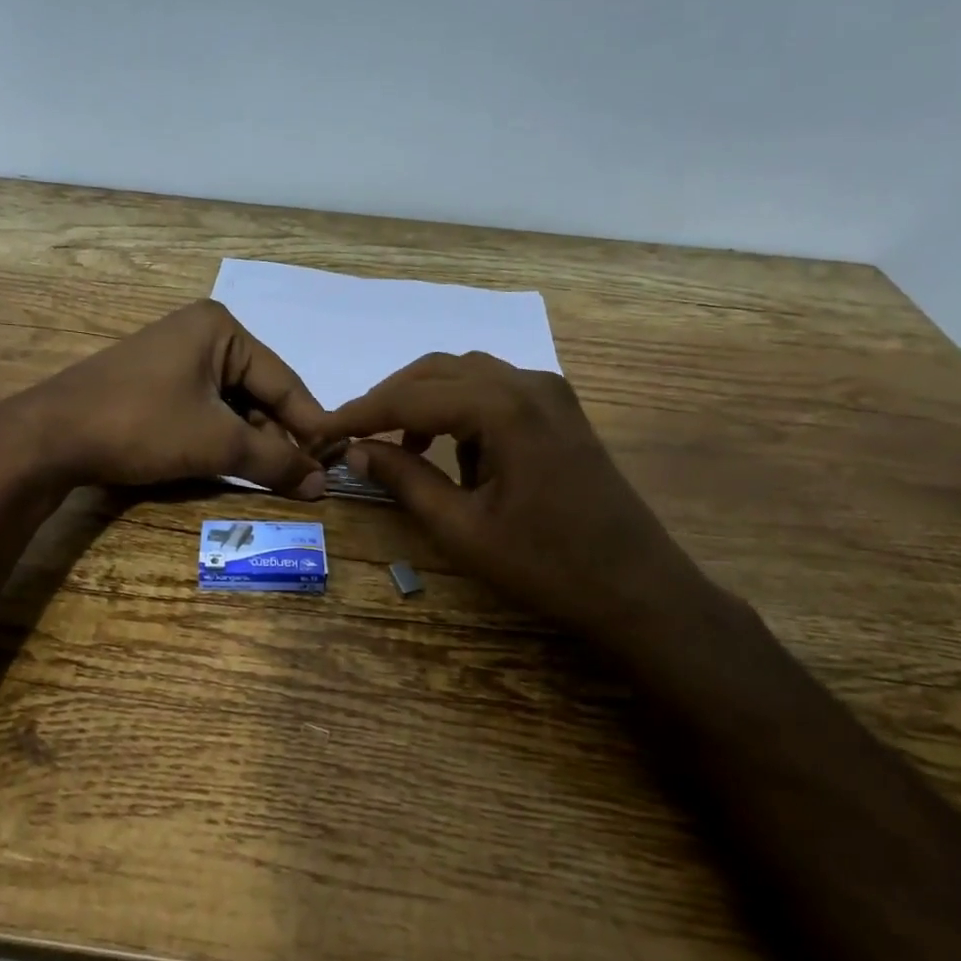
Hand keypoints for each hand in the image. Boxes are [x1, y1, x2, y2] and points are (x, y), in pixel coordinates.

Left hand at [2, 300, 329, 495]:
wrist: (49, 437)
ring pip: (231, 403)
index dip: (310, 426)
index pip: (284, 381)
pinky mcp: (154, 381)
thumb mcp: (216, 443)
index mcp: (221, 329)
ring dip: (249, 440)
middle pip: (257, 391)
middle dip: (276, 436)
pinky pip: (203, 407)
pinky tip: (229, 464)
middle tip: (299, 479)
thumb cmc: (142, 425)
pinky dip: (220, 437)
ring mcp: (173, 356)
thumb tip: (321, 484)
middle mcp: (201, 333)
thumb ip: (273, 461)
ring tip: (268, 477)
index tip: (333, 465)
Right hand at [317, 352, 724, 642]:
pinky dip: (459, 410)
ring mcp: (550, 392)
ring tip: (398, 445)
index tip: (321, 429)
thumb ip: (405, 479)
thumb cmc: (548, 566)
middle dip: (390, 400)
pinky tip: (451, 451)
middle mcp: (528, 383)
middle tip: (352, 434)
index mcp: (505, 407)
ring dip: (424, 401)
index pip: (412, 396)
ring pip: (465, 375)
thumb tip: (355, 449)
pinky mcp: (558, 410)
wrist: (639, 589)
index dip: (361, 412)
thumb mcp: (463, 530)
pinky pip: (493, 391)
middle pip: (438, 371)